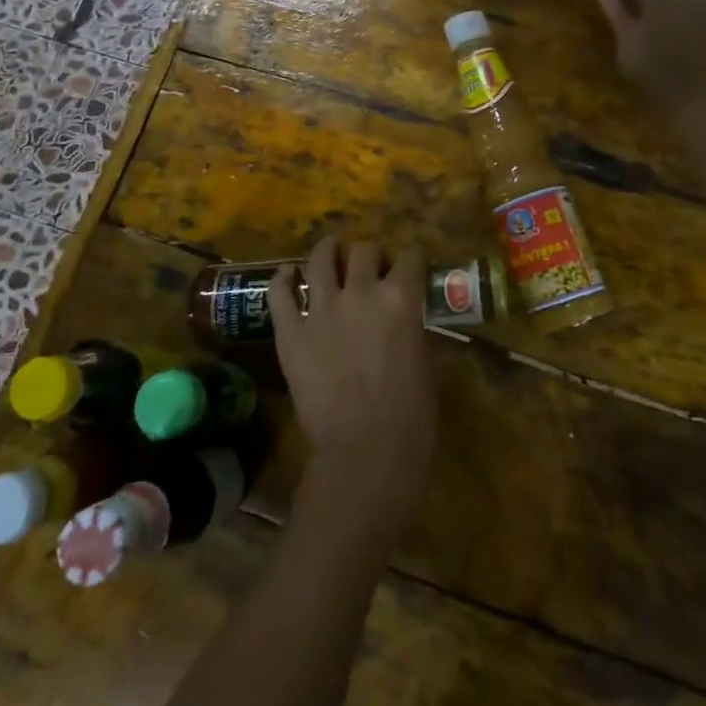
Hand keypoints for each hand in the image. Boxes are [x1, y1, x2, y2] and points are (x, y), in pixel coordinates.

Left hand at [268, 237, 436, 525]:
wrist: (365, 455)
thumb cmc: (411, 417)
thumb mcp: (425, 363)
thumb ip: (412, 330)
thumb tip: (407, 320)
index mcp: (401, 298)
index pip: (410, 256)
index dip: (411, 257)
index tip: (410, 264)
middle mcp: (360, 292)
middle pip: (364, 250)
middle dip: (371, 254)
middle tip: (370, 267)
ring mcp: (321, 310)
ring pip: (320, 258)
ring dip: (327, 250)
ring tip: (330, 251)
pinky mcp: (291, 332)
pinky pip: (280, 293)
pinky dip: (283, 278)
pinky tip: (287, 274)